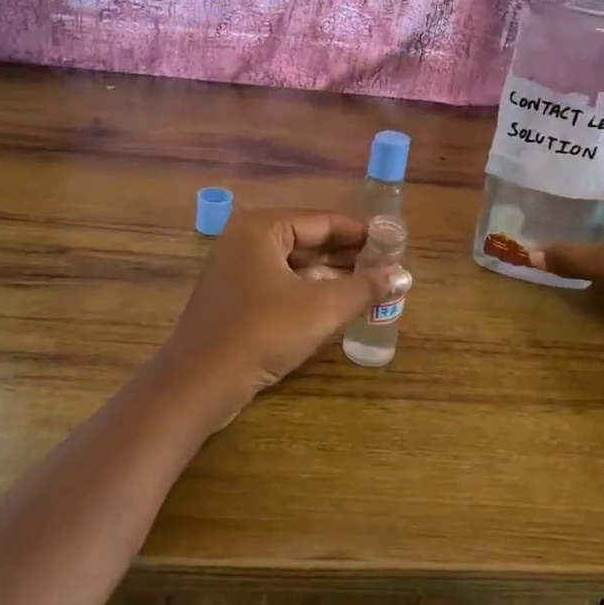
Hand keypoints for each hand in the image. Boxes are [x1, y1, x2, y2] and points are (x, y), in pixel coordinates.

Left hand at [155, 208, 401, 424]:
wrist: (198, 383)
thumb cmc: (262, 333)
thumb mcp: (321, 309)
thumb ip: (365, 288)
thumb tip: (405, 275)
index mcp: (261, 227)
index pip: (322, 221)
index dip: (360, 232)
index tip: (393, 242)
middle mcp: (245, 239)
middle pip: (307, 240)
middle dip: (347, 256)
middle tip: (387, 267)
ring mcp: (235, 269)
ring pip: (293, 265)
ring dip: (330, 276)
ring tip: (369, 287)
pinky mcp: (233, 297)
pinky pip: (279, 284)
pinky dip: (308, 291)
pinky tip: (336, 305)